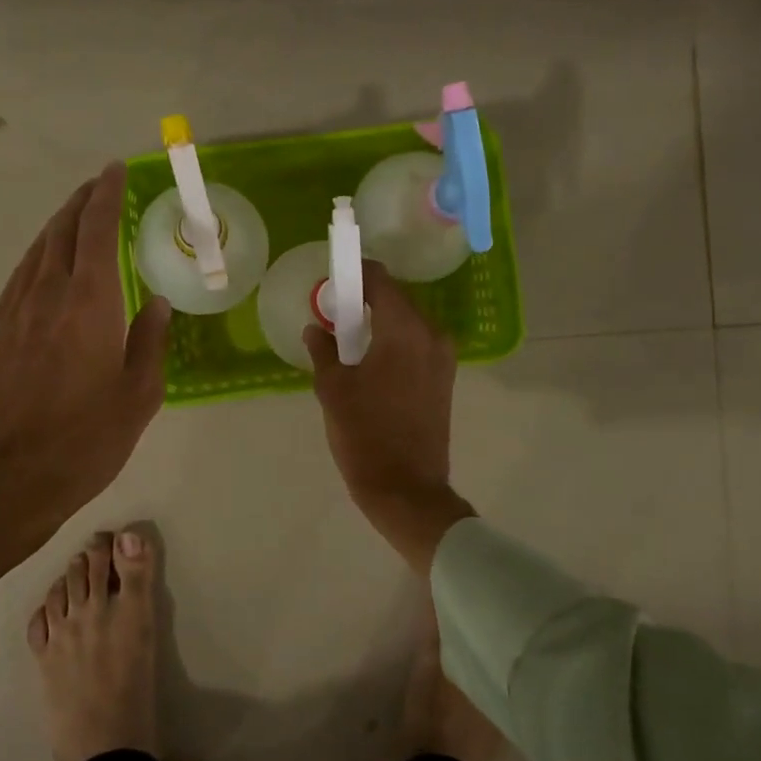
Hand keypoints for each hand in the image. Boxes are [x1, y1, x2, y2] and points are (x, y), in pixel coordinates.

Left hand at [0, 163, 170, 580]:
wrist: (4, 481)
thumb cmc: (83, 442)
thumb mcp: (138, 398)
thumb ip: (150, 342)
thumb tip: (156, 302)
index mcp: (88, 304)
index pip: (96, 232)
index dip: (106, 196)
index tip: (116, 171)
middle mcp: (47, 296)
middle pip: (61, 231)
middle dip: (81, 202)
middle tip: (100, 185)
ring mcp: (15, 313)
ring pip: (37, 250)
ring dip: (58, 225)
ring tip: (76, 214)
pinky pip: (21, 275)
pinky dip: (39, 255)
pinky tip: (46, 263)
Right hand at [302, 261, 474, 571]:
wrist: (407, 488)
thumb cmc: (365, 434)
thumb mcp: (333, 389)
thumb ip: (323, 350)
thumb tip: (315, 329)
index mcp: (404, 330)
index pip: (380, 281)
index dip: (356, 273)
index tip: (334, 277)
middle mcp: (431, 335)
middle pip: (396, 300)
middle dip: (365, 299)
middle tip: (334, 312)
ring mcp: (443, 358)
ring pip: (408, 323)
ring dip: (380, 322)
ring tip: (348, 338)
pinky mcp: (444, 379)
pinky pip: (417, 345)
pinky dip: (394, 342)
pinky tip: (370, 360)